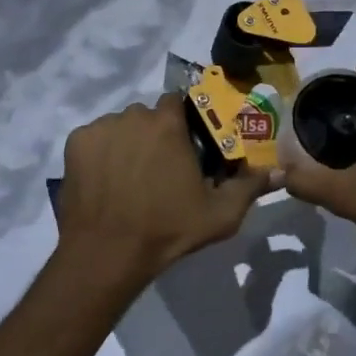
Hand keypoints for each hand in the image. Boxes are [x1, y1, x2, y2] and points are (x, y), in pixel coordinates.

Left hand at [56, 94, 270, 284]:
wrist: (107, 253)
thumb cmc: (168, 230)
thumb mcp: (220, 214)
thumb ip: (250, 187)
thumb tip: (279, 171)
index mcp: (168, 124)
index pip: (178, 102)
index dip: (183, 121)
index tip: (185, 145)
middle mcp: (133, 115)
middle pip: (147, 115)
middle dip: (154, 134)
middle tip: (158, 169)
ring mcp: (101, 128)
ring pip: (119, 126)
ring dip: (127, 142)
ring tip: (128, 178)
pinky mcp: (75, 143)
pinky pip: (94, 139)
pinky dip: (100, 153)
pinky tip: (104, 181)